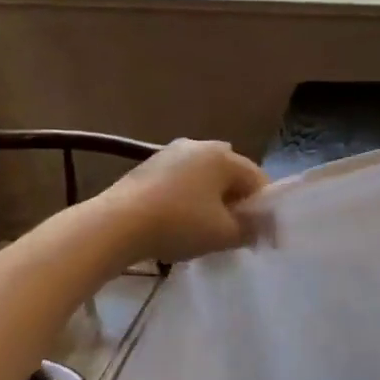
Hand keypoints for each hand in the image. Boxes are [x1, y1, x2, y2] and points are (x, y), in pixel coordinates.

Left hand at [102, 139, 268, 262]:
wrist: (115, 225)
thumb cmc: (179, 224)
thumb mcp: (224, 234)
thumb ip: (251, 230)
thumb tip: (262, 228)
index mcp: (224, 156)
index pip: (258, 180)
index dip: (264, 208)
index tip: (262, 234)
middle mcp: (201, 145)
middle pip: (231, 175)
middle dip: (237, 200)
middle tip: (234, 230)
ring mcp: (171, 152)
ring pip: (204, 177)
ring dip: (211, 198)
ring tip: (205, 228)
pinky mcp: (148, 166)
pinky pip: (181, 180)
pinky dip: (187, 197)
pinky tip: (178, 221)